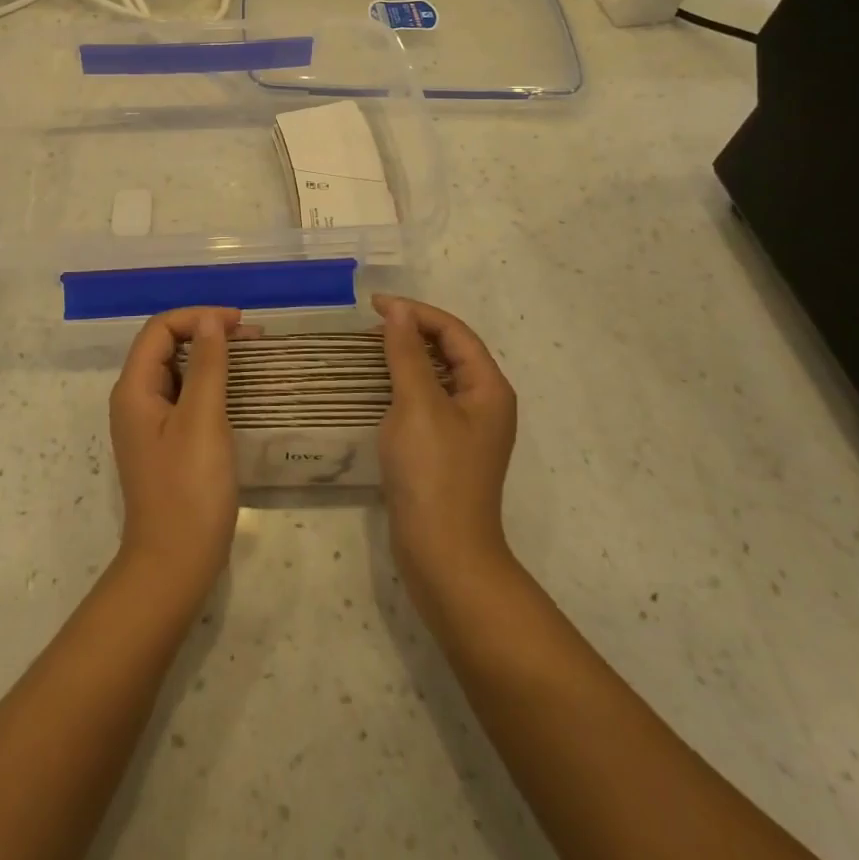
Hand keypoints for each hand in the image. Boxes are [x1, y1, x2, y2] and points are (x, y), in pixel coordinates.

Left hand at [108, 307, 241, 607]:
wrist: (175, 564)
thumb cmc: (189, 489)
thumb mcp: (202, 420)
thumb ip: (207, 366)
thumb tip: (210, 321)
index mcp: (135, 389)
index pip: (160, 329)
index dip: (198, 317)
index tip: (240, 324)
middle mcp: (136, 400)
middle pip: (167, 347)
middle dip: (207, 334)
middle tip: (253, 339)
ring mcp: (149, 424)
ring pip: (179, 372)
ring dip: (212, 358)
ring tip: (251, 359)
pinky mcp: (166, 443)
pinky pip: (186, 398)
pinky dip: (211, 385)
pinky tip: (238, 392)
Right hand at [374, 295, 518, 613]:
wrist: (443, 553)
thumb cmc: (433, 472)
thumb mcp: (418, 404)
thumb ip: (408, 353)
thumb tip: (399, 311)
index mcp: (488, 388)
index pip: (454, 332)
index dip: (416, 312)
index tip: (374, 305)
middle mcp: (484, 404)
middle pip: (450, 351)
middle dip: (413, 331)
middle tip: (371, 325)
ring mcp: (467, 429)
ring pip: (437, 376)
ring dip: (407, 356)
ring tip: (371, 348)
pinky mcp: (447, 449)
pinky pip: (428, 400)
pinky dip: (405, 384)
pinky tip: (380, 387)